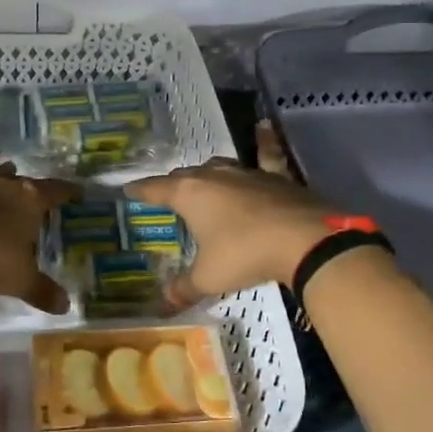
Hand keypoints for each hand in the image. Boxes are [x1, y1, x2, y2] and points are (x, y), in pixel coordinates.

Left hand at [0, 136, 78, 313]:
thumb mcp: (22, 280)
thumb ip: (44, 291)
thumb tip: (66, 306)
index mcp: (30, 200)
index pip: (56, 191)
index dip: (68, 192)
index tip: (78, 191)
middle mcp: (4, 185)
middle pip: (23, 183)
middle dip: (31, 187)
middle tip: (38, 191)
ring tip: (7, 168)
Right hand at [125, 124, 339, 309]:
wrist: (304, 239)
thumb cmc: (245, 254)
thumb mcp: (209, 277)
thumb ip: (184, 288)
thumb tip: (163, 305)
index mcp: (190, 193)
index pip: (156, 189)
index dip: (141, 190)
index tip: (128, 189)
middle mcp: (214, 175)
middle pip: (186, 175)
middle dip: (174, 184)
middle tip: (166, 195)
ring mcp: (247, 173)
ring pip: (219, 166)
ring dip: (207, 173)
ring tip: (201, 178)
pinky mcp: (277, 178)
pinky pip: (266, 155)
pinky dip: (263, 143)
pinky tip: (262, 127)